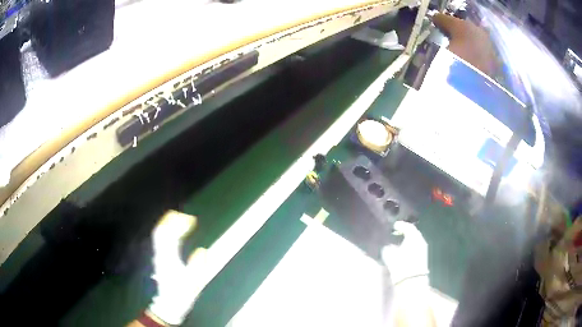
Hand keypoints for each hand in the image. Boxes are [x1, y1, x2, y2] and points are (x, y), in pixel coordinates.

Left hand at [148, 210, 206, 325]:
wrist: (169, 304)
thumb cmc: (181, 294)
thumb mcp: (193, 283)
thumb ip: (197, 266)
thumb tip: (203, 249)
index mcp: (169, 259)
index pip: (170, 236)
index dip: (179, 224)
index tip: (192, 219)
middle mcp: (161, 254)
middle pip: (161, 230)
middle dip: (172, 219)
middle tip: (186, 215)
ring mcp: (158, 255)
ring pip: (159, 233)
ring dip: (168, 223)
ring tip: (180, 218)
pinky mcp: (159, 258)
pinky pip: (160, 239)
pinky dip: (166, 230)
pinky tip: (174, 231)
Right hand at [381, 221, 428, 284]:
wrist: (412, 280)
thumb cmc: (401, 265)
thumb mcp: (390, 257)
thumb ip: (388, 249)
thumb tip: (387, 246)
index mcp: (413, 237)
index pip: (408, 227)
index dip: (400, 225)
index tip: (394, 226)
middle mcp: (420, 240)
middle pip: (413, 232)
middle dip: (405, 231)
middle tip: (397, 232)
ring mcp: (423, 248)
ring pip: (415, 240)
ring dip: (408, 239)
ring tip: (399, 241)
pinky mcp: (423, 256)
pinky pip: (416, 246)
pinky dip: (411, 245)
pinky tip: (404, 249)